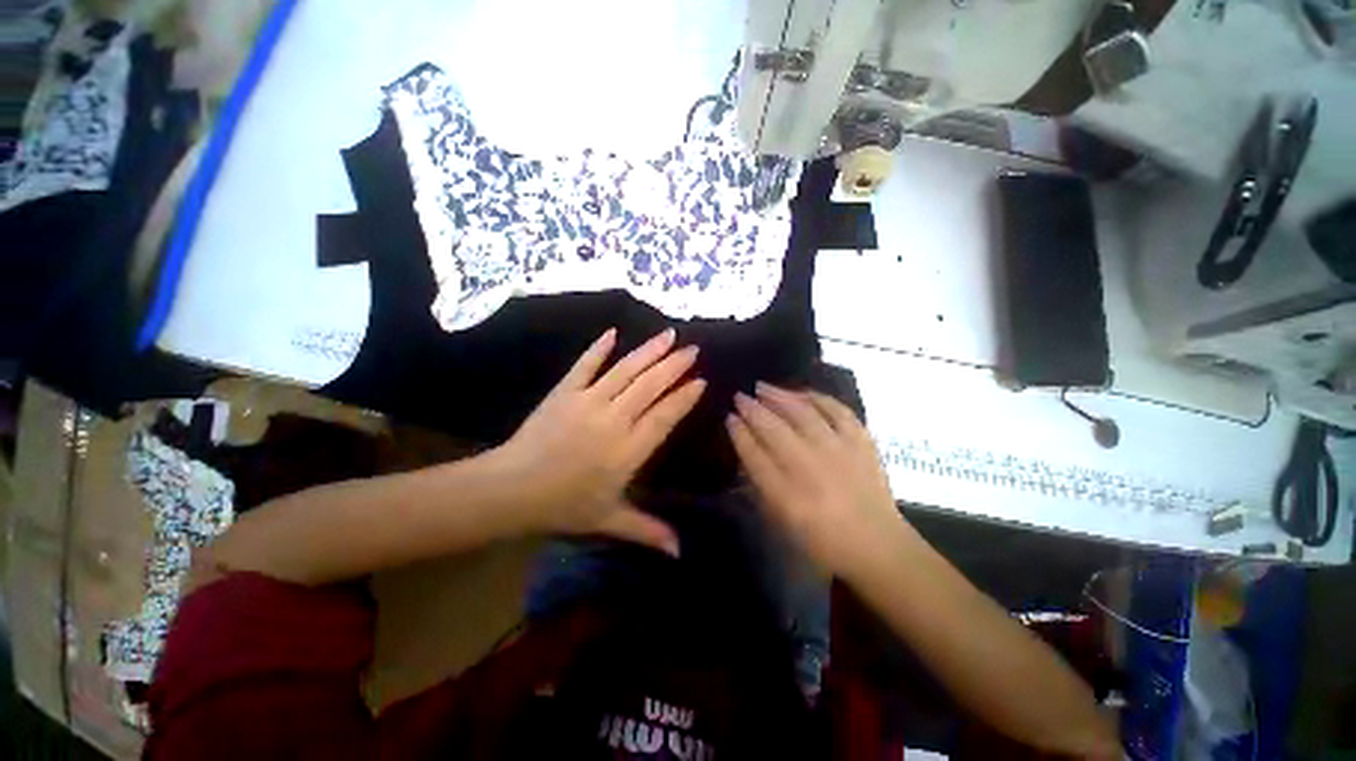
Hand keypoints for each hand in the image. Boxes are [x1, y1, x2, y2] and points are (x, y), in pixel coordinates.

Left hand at [493, 328, 704, 555]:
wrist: (510, 489)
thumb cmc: (563, 506)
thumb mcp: (609, 521)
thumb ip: (647, 531)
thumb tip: (681, 552)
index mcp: (627, 451)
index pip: (663, 417)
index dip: (683, 398)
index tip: (700, 380)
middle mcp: (612, 420)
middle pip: (649, 387)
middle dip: (674, 366)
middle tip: (693, 349)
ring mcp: (587, 402)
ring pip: (625, 371)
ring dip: (648, 351)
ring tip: (669, 334)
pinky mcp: (564, 392)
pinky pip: (585, 365)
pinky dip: (599, 348)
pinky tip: (613, 332)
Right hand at [727, 383, 902, 578]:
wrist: (876, 546)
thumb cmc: (822, 540)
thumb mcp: (781, 520)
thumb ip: (761, 485)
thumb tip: (748, 449)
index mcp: (785, 493)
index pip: (753, 453)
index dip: (738, 432)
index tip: (729, 417)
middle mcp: (809, 466)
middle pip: (772, 428)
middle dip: (752, 409)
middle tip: (740, 396)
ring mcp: (838, 450)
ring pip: (802, 413)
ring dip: (779, 396)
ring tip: (763, 387)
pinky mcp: (861, 443)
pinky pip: (838, 410)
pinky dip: (818, 398)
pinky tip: (803, 392)